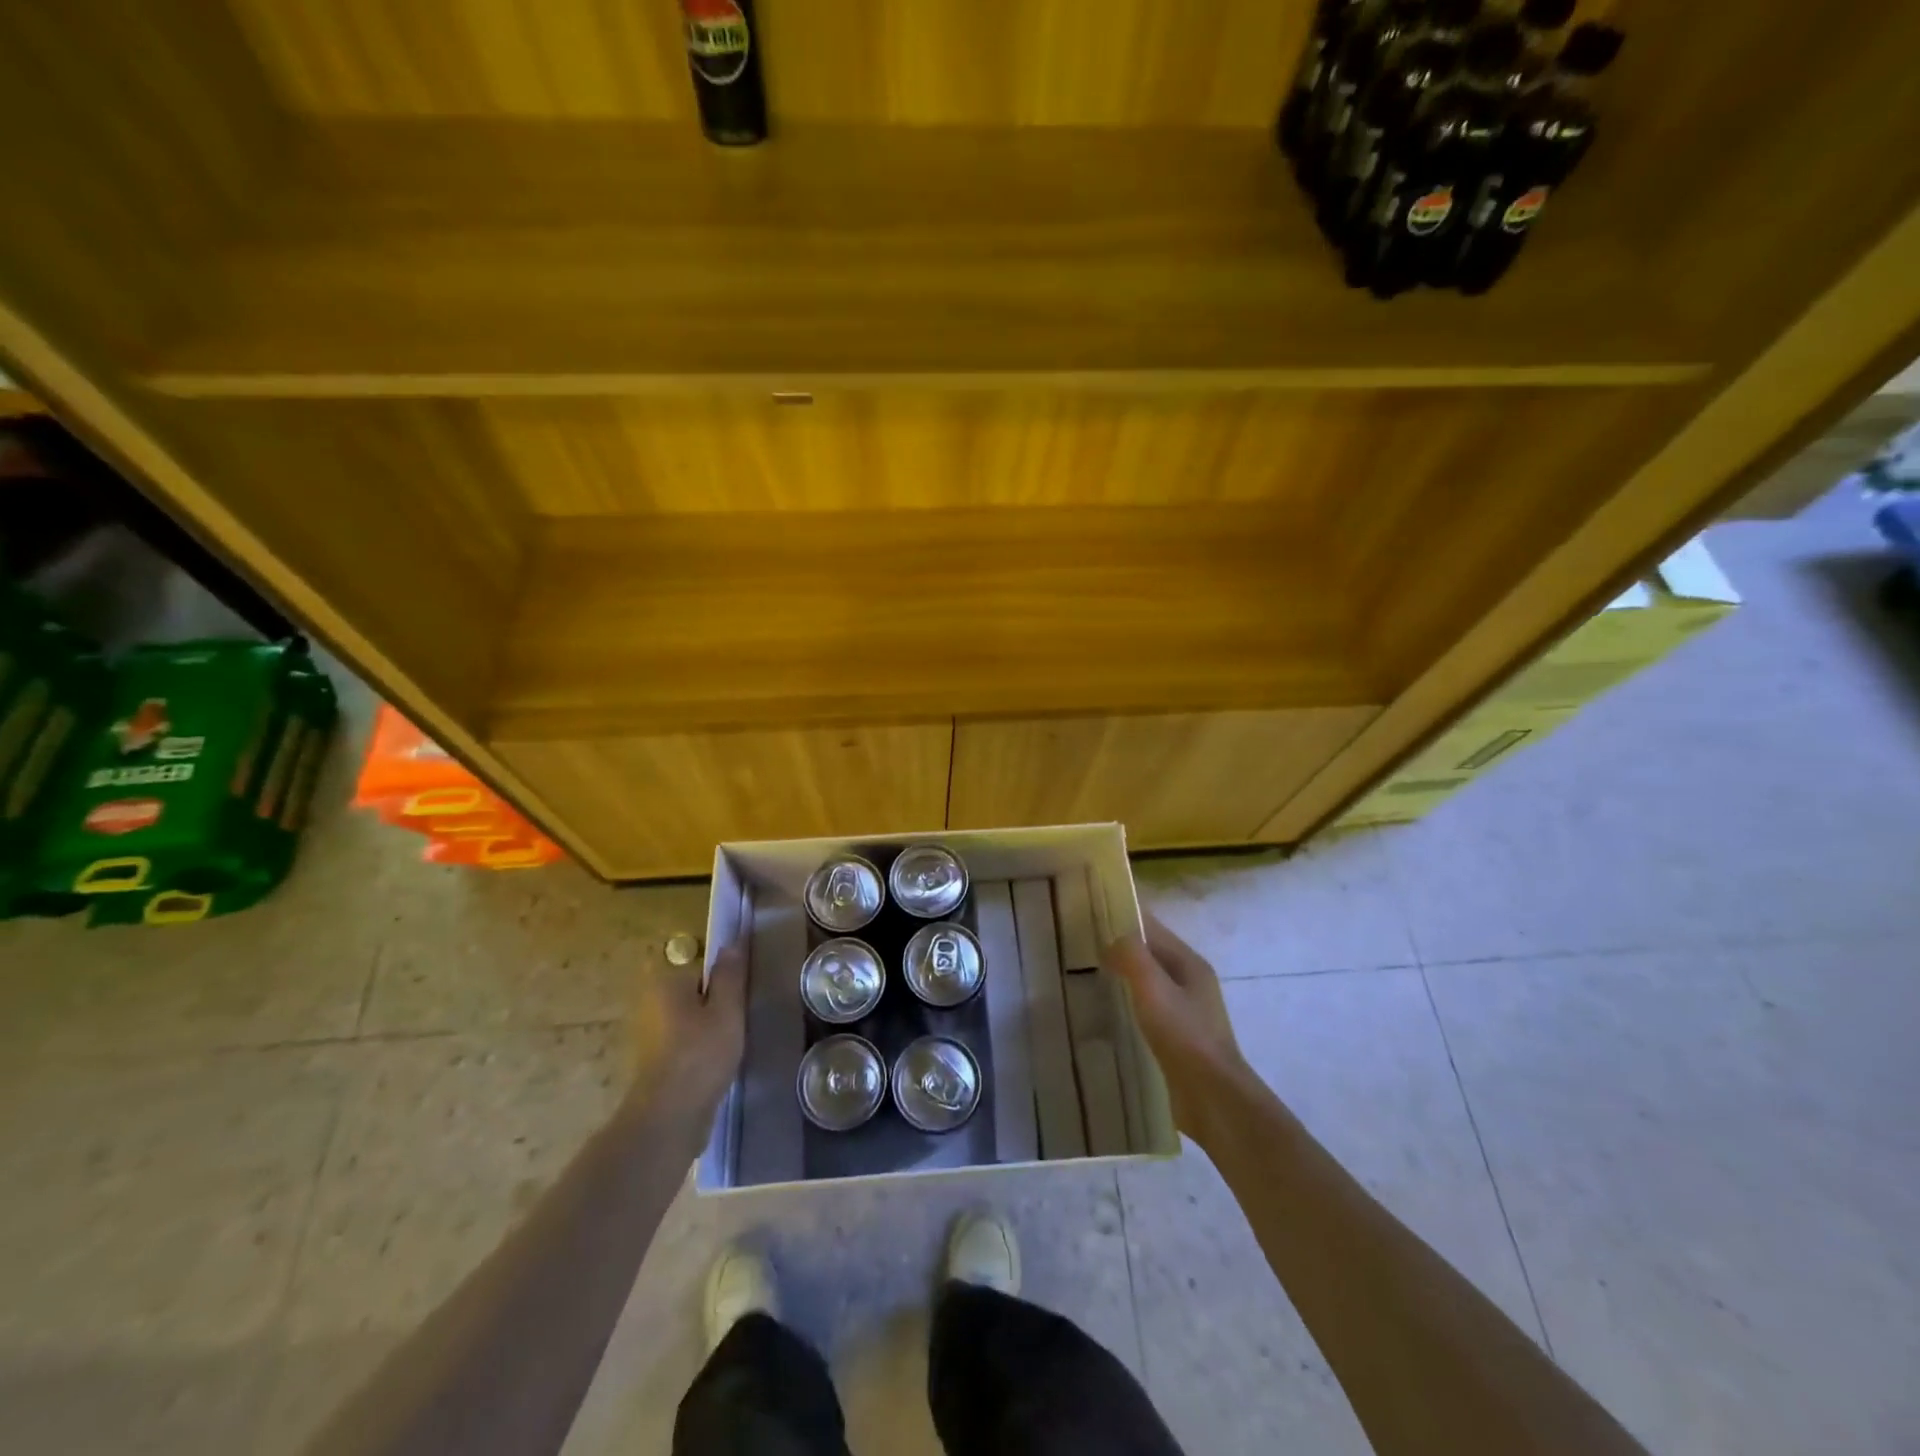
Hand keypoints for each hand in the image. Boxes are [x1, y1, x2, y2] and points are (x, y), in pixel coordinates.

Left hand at [630, 941, 746, 1115]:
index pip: (704, 969)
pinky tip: (716, 1065)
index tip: (743, 1000)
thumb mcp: (727, 1009)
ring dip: (709, 1030)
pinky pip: (685, 1044)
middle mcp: (652, 1003)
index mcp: (668, 983)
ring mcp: (650, 1035)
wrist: (670, 1116)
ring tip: (732, 1046)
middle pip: (696, 995)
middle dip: (716, 1006)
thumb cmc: (701, 1054)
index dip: (726, 983)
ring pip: (691, 1021)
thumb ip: (731, 974)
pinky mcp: (654, 1063)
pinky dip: (699, 1050)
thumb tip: (733, 941)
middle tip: (740, 1023)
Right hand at [1104, 912, 1248, 1137]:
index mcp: (1189, 963)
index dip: (1122, 918)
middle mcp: (1190, 983)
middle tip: (1077, 949)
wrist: (1213, 1099)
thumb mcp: (1153, 987)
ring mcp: (1185, 1013)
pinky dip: (1127, 1006)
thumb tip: (1113, 939)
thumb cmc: (1184, 1035)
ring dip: (1121, 979)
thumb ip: (1132, 955)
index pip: (1151, 928)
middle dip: (1118, 949)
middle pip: (1149, 955)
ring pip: (1146, 984)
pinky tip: (1104, 1015)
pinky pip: (1146, 1011)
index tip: (1087, 916)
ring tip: (1084, 979)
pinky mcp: (1177, 1040)